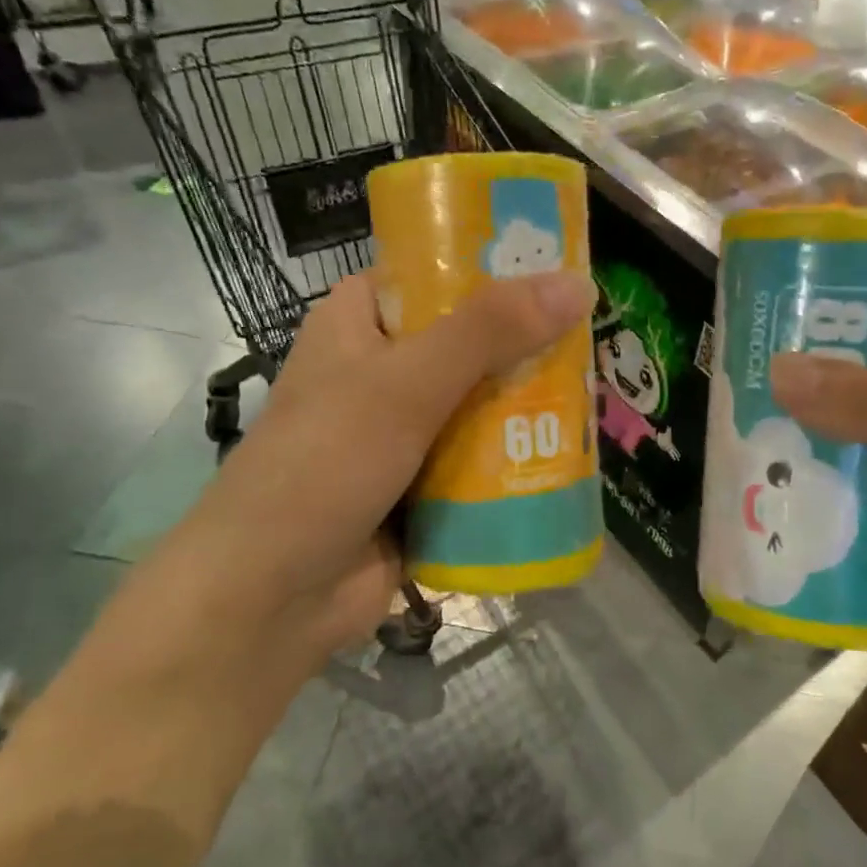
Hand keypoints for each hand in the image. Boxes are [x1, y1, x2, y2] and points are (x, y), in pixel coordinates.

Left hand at [185, 268, 594, 661]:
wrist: (270, 599)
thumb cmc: (325, 464)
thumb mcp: (407, 383)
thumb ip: (490, 331)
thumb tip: (577, 284)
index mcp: (359, 322)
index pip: (434, 273)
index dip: (495, 267)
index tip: (562, 271)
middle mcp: (381, 369)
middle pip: (469, 341)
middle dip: (526, 346)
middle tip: (593, 341)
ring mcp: (403, 431)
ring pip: (480, 402)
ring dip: (528, 405)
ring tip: (596, 395)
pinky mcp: (422, 484)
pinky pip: (480, 458)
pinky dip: (516, 457)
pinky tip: (570, 453)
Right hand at [770, 319, 866, 727]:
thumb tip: (779, 366)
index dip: (860, 302)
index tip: (788, 295)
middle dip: (812, 378)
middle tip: (739, 366)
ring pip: (853, 448)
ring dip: (804, 442)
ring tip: (732, 425)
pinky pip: (847, 506)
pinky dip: (812, 499)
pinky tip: (758, 492)